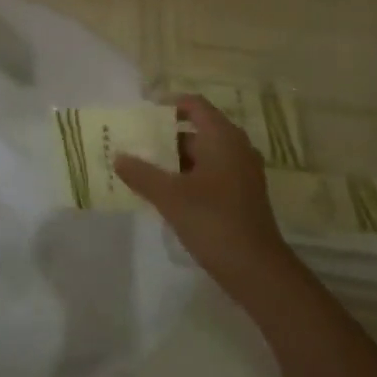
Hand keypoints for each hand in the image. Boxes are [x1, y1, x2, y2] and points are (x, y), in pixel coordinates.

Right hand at [114, 95, 285, 294]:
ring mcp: (242, 173)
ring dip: (176, 160)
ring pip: (203, 155)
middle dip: (166, 137)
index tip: (143, 114)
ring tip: (145, 169)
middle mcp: (236, 148)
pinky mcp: (243, 196)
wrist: (259, 272)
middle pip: (197, 130)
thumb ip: (142, 174)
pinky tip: (167, 194)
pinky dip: (189, 177)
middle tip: (137, 144)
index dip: (169, 104)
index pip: (194, 105)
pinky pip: (211, 174)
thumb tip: (118, 157)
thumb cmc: (214, 221)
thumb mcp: (170, 196)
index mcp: (222, 137)